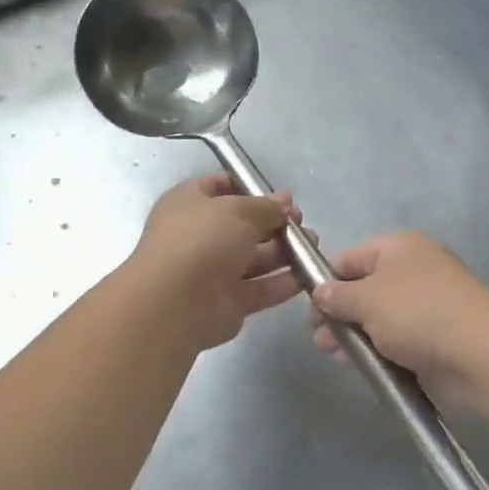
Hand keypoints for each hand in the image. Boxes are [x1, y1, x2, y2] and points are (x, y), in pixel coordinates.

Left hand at [127, 174, 304, 350]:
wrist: (175, 303)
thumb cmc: (201, 241)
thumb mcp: (237, 210)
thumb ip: (266, 207)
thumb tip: (285, 202)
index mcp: (189, 204)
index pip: (219, 186)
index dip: (250, 187)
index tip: (281, 196)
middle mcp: (199, 236)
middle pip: (243, 225)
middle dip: (274, 222)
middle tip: (302, 223)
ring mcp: (213, 271)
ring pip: (254, 258)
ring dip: (284, 252)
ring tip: (313, 246)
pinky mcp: (227, 302)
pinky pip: (260, 289)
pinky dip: (282, 283)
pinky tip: (307, 275)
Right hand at [309, 232, 488, 410]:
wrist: (479, 354)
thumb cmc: (417, 313)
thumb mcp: (367, 299)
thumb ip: (336, 295)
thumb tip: (320, 291)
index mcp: (398, 248)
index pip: (349, 258)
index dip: (325, 281)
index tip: (309, 309)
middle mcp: (412, 271)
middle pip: (362, 289)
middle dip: (337, 314)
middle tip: (319, 339)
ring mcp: (425, 305)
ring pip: (377, 318)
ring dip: (353, 335)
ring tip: (335, 356)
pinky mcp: (433, 337)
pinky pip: (395, 339)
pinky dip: (376, 350)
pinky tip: (359, 365)